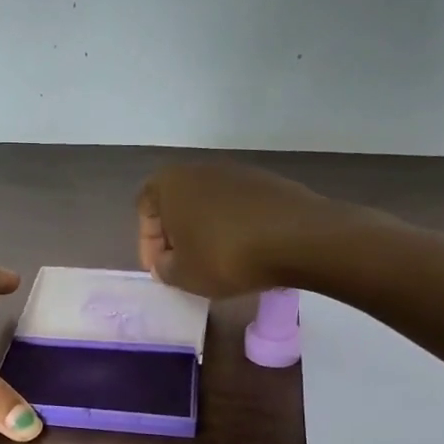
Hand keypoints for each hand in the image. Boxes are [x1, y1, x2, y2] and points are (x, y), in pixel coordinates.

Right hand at [136, 161, 389, 298]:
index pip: (144, 209)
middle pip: (177, 204)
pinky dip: (234, 229)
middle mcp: (200, 168)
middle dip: (176, 236)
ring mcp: (238, 172)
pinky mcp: (268, 183)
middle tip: (183, 266)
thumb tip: (167, 263)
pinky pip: (238, 208)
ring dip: (206, 232)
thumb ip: (164, 269)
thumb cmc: (225, 255)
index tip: (160, 269)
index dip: (147, 243)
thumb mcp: (182, 275)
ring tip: (215, 264)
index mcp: (170, 182)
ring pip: (208, 205)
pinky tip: (246, 254)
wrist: (300, 238)